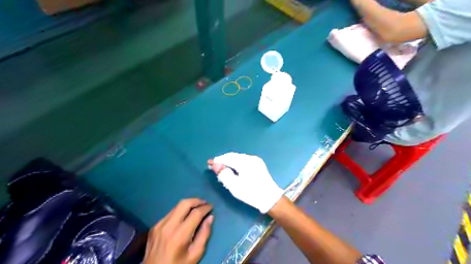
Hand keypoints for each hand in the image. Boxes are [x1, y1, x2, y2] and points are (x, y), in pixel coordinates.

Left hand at [142, 198, 214, 263]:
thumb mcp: (195, 255)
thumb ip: (204, 235)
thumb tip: (210, 218)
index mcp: (180, 235)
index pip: (196, 213)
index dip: (205, 208)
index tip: (211, 207)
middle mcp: (168, 226)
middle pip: (184, 203)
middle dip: (197, 200)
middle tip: (205, 203)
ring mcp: (159, 225)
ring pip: (176, 206)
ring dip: (188, 204)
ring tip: (196, 207)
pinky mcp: (154, 226)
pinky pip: (170, 213)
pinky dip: (180, 211)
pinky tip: (184, 217)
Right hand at [206, 152, 279, 212]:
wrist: (270, 199)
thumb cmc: (251, 193)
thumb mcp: (234, 186)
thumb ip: (224, 174)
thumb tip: (215, 164)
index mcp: (245, 162)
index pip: (228, 158)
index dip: (218, 160)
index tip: (209, 163)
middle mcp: (251, 158)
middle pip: (233, 156)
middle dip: (223, 161)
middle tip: (214, 167)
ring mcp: (256, 160)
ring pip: (238, 158)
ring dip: (229, 162)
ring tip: (222, 169)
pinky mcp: (258, 164)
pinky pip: (244, 161)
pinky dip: (236, 164)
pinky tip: (233, 170)